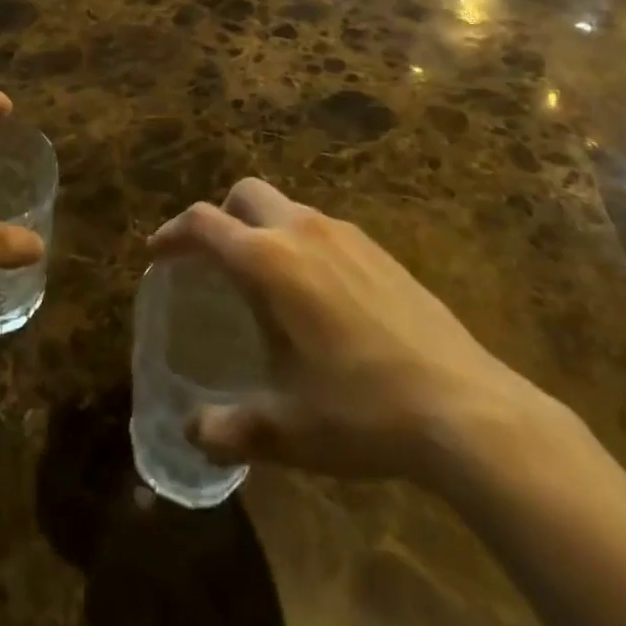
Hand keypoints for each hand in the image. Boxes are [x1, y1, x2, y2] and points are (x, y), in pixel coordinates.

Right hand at [150, 179, 541, 483]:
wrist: (468, 408)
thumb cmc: (363, 411)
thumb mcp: (289, 429)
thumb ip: (231, 428)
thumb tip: (192, 432)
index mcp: (268, 261)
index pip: (203, 224)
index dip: (172, 233)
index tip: (157, 253)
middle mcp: (302, 232)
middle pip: (245, 193)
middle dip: (220, 216)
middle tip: (213, 260)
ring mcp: (346, 235)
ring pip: (286, 208)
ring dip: (262, 228)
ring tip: (265, 282)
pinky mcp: (380, 250)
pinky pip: (322, 229)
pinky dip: (300, 244)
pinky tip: (318, 296)